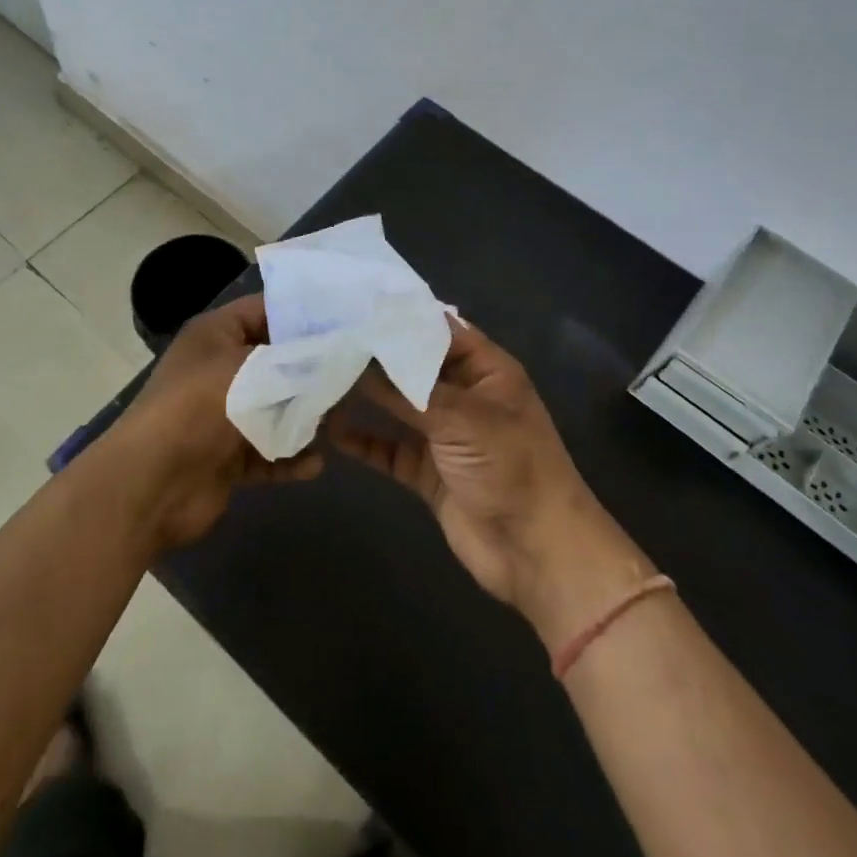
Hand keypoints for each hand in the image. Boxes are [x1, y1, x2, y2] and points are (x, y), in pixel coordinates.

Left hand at [104, 294, 323, 549]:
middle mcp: (218, 368)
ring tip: (339, 423)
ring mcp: (222, 415)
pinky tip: (315, 464)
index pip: (265, 310)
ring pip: (274, 409)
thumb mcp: (254, 369)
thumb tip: (335, 354)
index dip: (303, 314)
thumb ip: (299, 359)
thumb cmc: (201, 408)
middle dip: (312, 371)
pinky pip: (267, 452)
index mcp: (215, 334)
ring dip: (303, 418)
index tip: (347, 322)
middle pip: (275, 362)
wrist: (152, 485)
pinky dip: (289, 458)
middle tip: (356, 375)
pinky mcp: (226, 457)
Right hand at [333, 318, 654, 651]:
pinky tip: (331, 431)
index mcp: (485, 370)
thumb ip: (409, 389)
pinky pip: (390, 448)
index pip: (437, 329)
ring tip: (320, 377)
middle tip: (324, 338)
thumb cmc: (511, 469)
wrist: (537, 553)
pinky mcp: (428, 471)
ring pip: (397, 406)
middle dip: (374, 356)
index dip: (399, 317)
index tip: (353, 303)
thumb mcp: (462, 418)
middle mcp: (462, 395)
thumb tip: (359, 358)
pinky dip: (364, 441)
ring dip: (364, 396)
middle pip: (412, 366)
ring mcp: (444, 434)